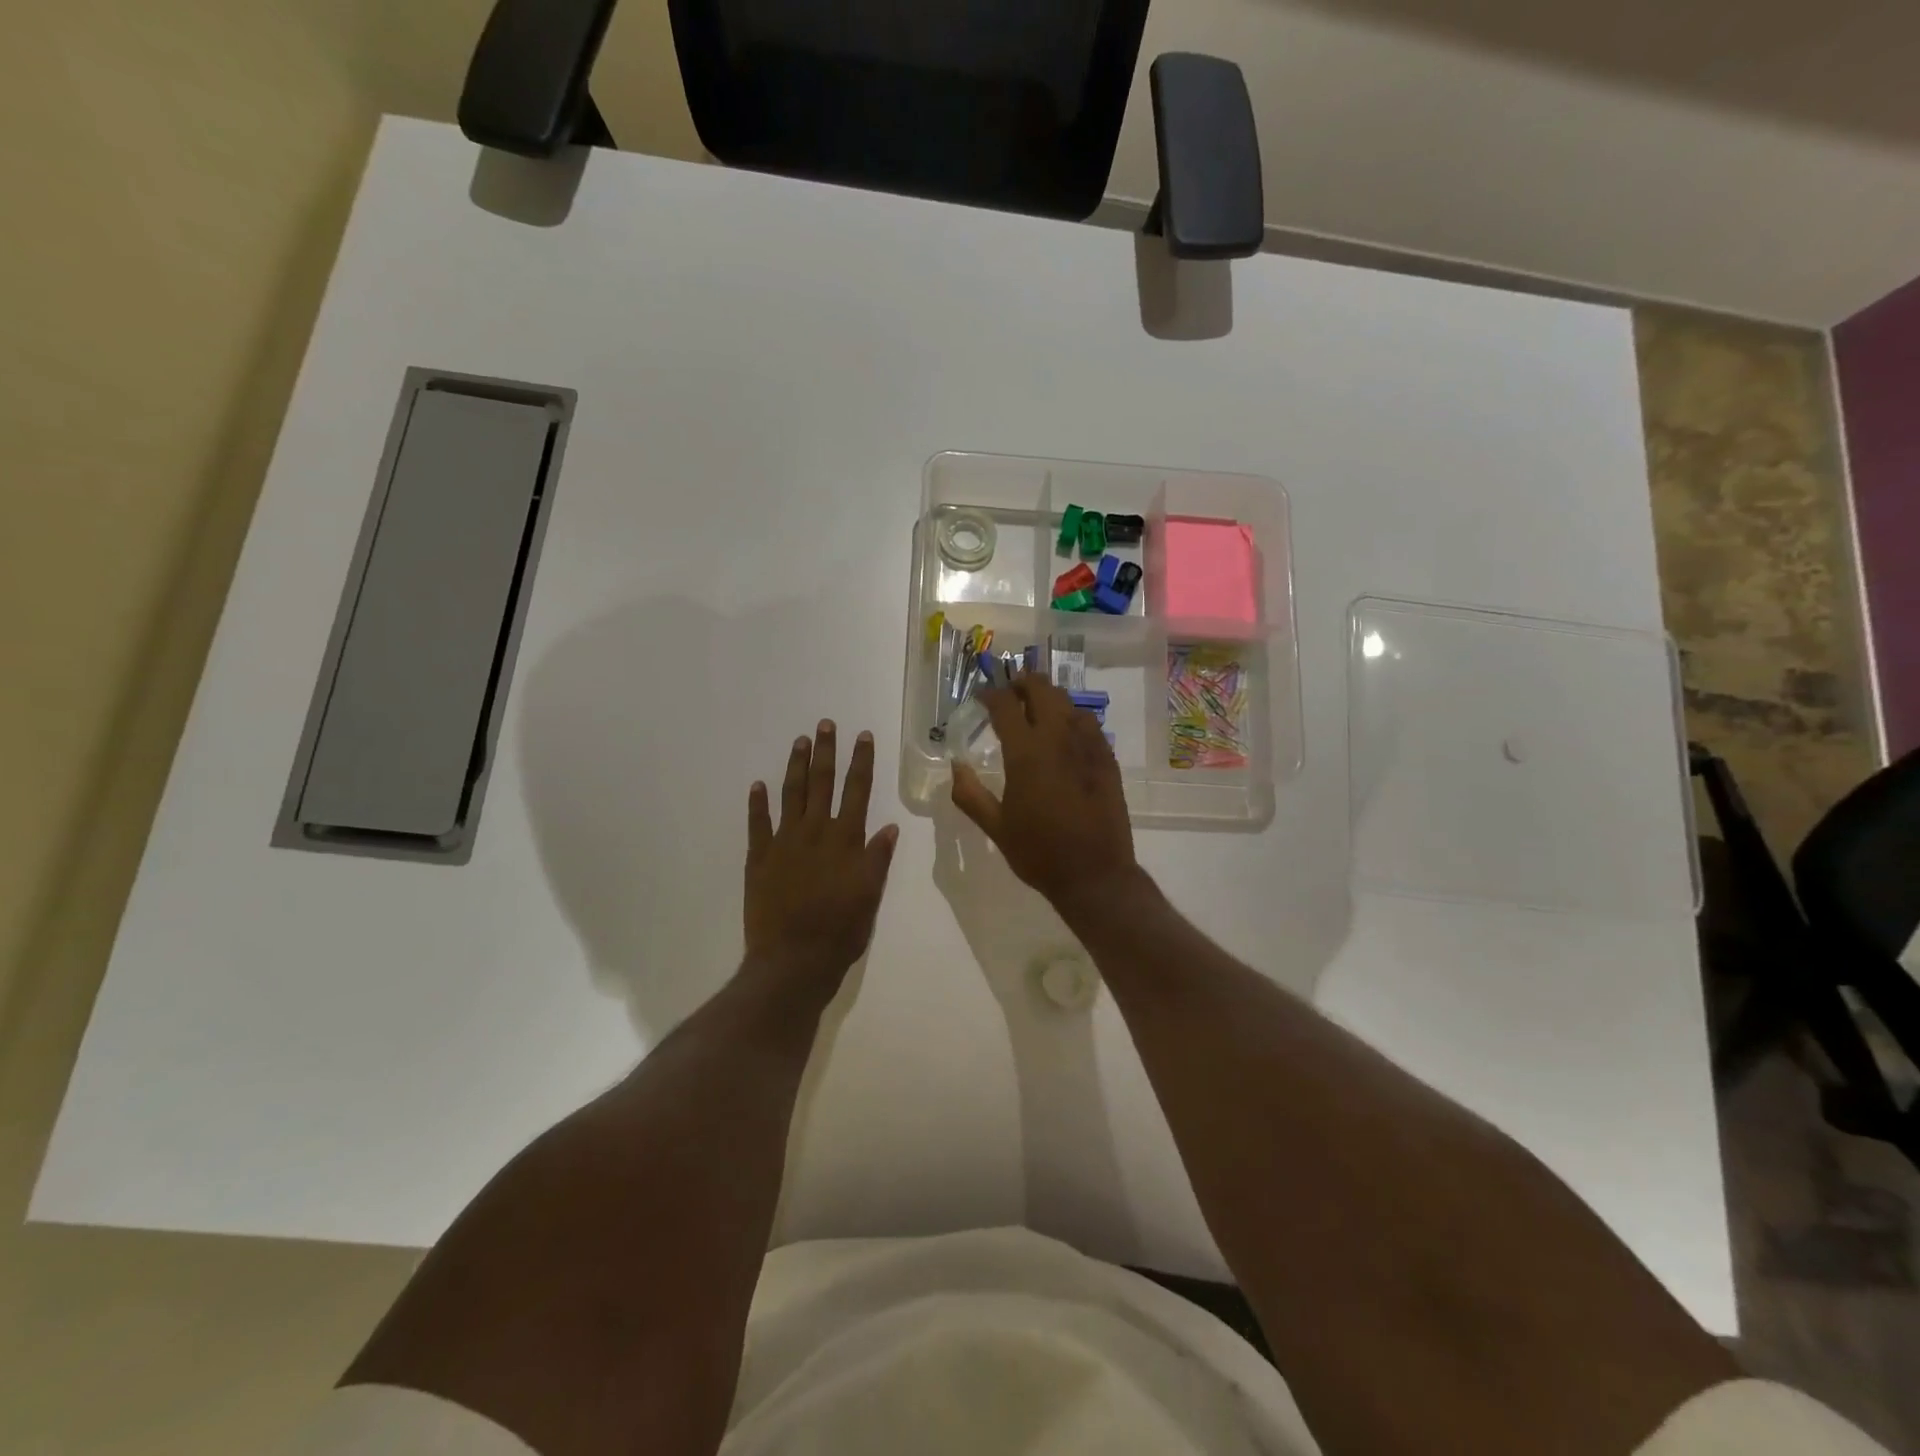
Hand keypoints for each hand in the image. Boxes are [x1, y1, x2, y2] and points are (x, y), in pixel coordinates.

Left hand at [744, 721, 898, 997]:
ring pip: (791, 795)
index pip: (857, 791)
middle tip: (825, 724)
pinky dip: (758, 803)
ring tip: (800, 741)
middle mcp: (815, 832)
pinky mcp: (759, 858)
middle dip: (826, 752)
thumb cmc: (840, 931)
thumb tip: (889, 826)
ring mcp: (783, 843)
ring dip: (796, 766)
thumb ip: (878, 858)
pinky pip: (757, 824)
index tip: (863, 736)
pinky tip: (758, 785)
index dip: (861, 762)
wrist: (792, 960)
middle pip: (822, 783)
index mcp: (845, 840)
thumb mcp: (870, 896)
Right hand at [950, 675, 1137, 909]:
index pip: (1005, 705)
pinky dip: (1072, 717)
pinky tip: (1065, 732)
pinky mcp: (1107, 758)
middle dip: (1023, 683)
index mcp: (1026, 753)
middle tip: (1010, 692)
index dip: (991, 694)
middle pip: (1042, 690)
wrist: (1095, 874)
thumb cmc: (1039, 853)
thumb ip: (970, 794)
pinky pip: (1089, 723)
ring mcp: (1088, 746)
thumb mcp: (995, 827)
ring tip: (1036, 708)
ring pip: (1068, 702)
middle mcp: (1058, 739)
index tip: (983, 696)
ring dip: (1049, 698)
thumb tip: (955, 766)